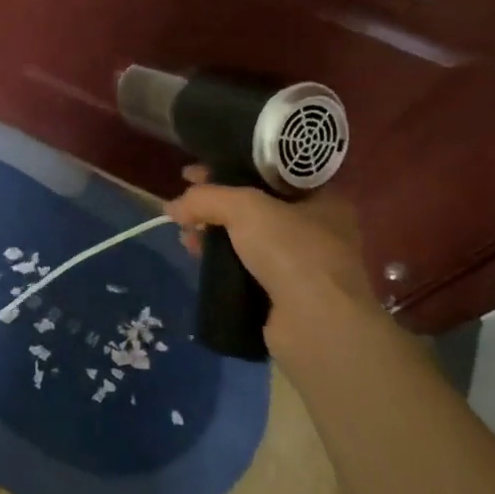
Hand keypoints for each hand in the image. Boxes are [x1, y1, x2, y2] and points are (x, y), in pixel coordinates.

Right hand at [163, 166, 375, 358]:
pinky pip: (245, 268)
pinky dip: (221, 262)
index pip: (268, 174)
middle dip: (215, 205)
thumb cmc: (292, 251)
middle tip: (185, 205)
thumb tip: (171, 207)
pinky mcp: (286, 296)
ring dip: (213, 234)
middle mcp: (318, 229)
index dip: (230, 168)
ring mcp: (303, 266)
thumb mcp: (245, 208)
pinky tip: (199, 259)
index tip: (195, 173)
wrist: (317, 325)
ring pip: (247, 239)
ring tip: (185, 237)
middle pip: (255, 207)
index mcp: (322, 199)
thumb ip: (206, 198)